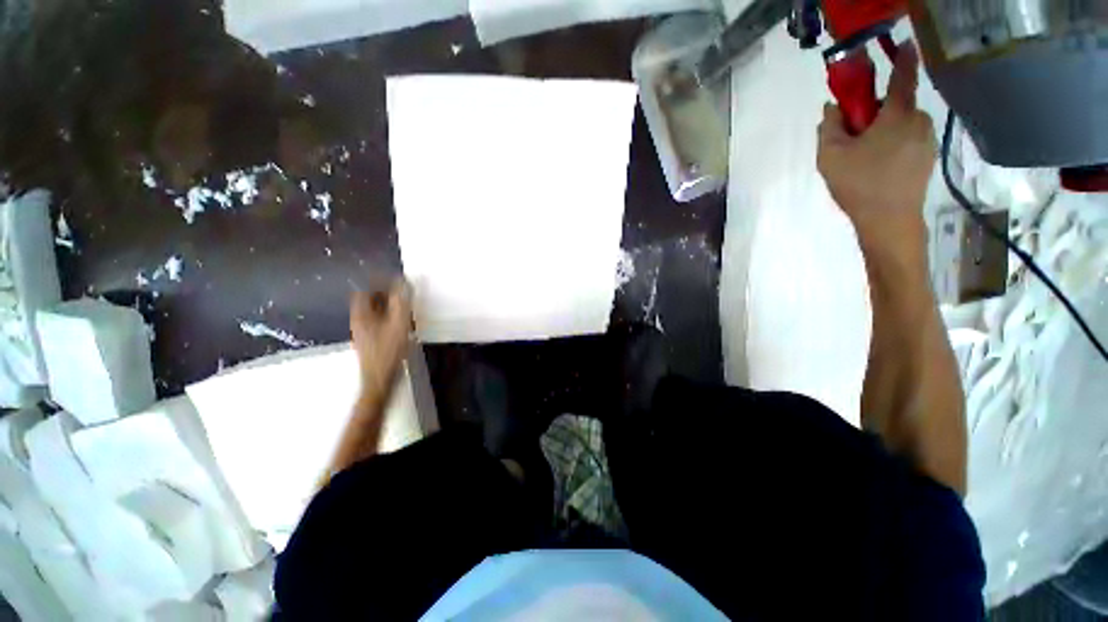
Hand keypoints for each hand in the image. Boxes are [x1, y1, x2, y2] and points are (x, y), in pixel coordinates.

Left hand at [350, 281, 412, 397]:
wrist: (380, 378)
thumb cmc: (388, 350)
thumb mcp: (398, 323)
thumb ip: (400, 301)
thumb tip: (402, 282)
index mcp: (361, 313)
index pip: (365, 289)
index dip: (378, 281)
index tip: (393, 277)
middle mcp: (359, 320)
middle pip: (368, 300)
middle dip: (385, 292)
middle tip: (401, 290)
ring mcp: (364, 332)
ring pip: (374, 311)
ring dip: (388, 305)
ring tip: (404, 305)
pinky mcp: (371, 341)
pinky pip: (378, 322)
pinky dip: (389, 317)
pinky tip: (402, 323)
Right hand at [817, 42, 935, 262]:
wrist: (889, 221)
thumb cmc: (859, 184)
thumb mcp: (830, 155)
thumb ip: (829, 126)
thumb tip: (832, 108)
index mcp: (897, 115)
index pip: (902, 75)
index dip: (902, 57)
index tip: (903, 43)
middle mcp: (918, 120)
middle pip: (894, 105)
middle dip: (873, 113)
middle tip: (851, 135)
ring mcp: (925, 140)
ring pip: (900, 124)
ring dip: (880, 132)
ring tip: (861, 158)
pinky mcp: (926, 158)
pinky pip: (906, 140)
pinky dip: (890, 145)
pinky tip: (875, 167)